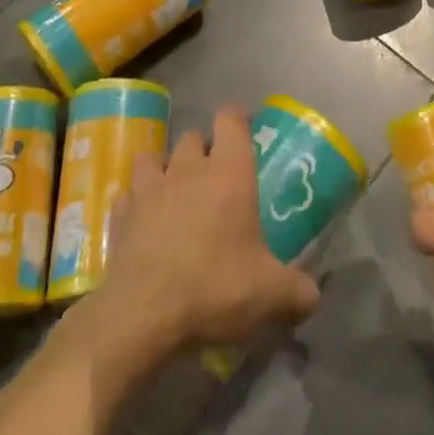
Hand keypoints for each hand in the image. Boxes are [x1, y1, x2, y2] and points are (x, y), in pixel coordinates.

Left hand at [98, 107, 320, 350]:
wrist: (142, 316)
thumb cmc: (214, 288)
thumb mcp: (270, 295)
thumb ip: (298, 291)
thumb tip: (313, 296)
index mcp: (229, 172)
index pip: (230, 120)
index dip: (238, 117)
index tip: (246, 126)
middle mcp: (188, 169)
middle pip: (194, 137)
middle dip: (204, 148)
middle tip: (217, 174)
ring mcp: (149, 189)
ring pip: (155, 157)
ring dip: (165, 167)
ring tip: (175, 190)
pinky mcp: (120, 215)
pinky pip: (129, 194)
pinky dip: (137, 201)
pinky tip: (144, 220)